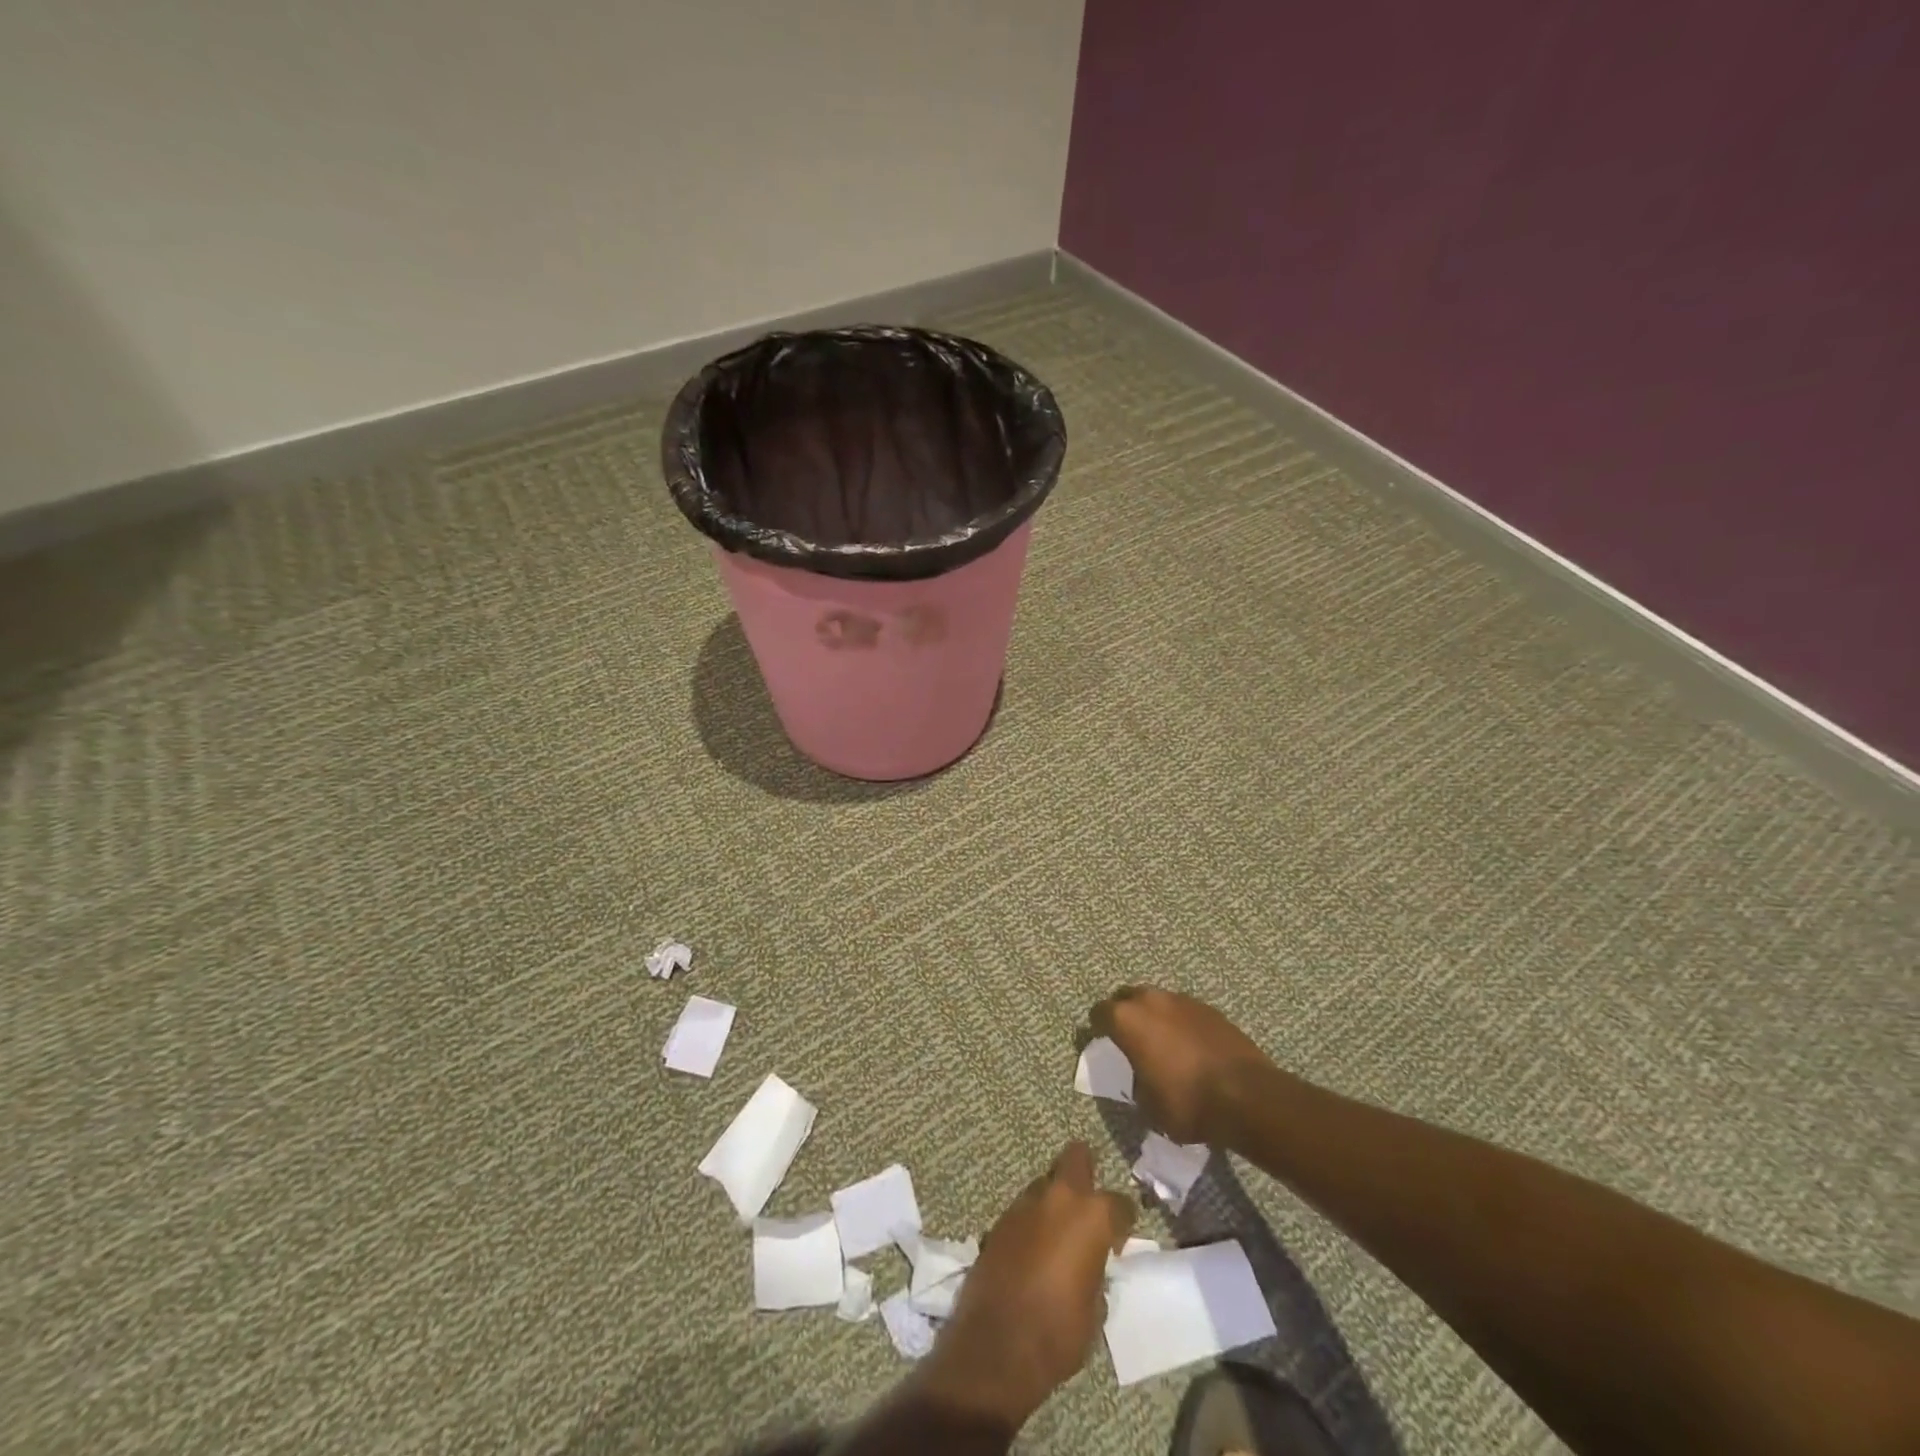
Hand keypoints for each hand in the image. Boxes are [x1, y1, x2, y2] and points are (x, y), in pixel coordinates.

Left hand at [916, 1141, 1134, 1430]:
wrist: (997, 1345)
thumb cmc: (1059, 1332)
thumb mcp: (1095, 1310)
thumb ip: (1097, 1274)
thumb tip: (1091, 1267)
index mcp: (1092, 1216)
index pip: (1120, 1203)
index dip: (1123, 1222)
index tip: (1118, 1241)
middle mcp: (1059, 1197)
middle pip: (1076, 1158)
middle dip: (1085, 1171)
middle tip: (1088, 1206)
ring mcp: (1025, 1204)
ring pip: (1046, 1184)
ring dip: (1054, 1202)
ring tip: (1057, 1235)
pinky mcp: (1000, 1219)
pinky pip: (1024, 1209)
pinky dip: (1033, 1221)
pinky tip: (1033, 1249)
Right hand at [1090, 986, 1274, 1144]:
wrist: (1246, 1096)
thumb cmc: (1187, 1103)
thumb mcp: (1149, 1105)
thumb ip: (1136, 1081)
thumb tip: (1139, 1074)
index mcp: (1127, 1020)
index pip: (1099, 1013)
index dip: (1098, 1028)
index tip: (1102, 1042)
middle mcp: (1151, 1000)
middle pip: (1127, 997)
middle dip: (1125, 1014)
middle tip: (1130, 1039)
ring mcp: (1182, 1000)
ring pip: (1157, 1001)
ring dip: (1154, 1016)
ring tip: (1162, 1042)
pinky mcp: (1209, 1008)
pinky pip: (1183, 1010)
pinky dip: (1180, 1022)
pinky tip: (1189, 1046)